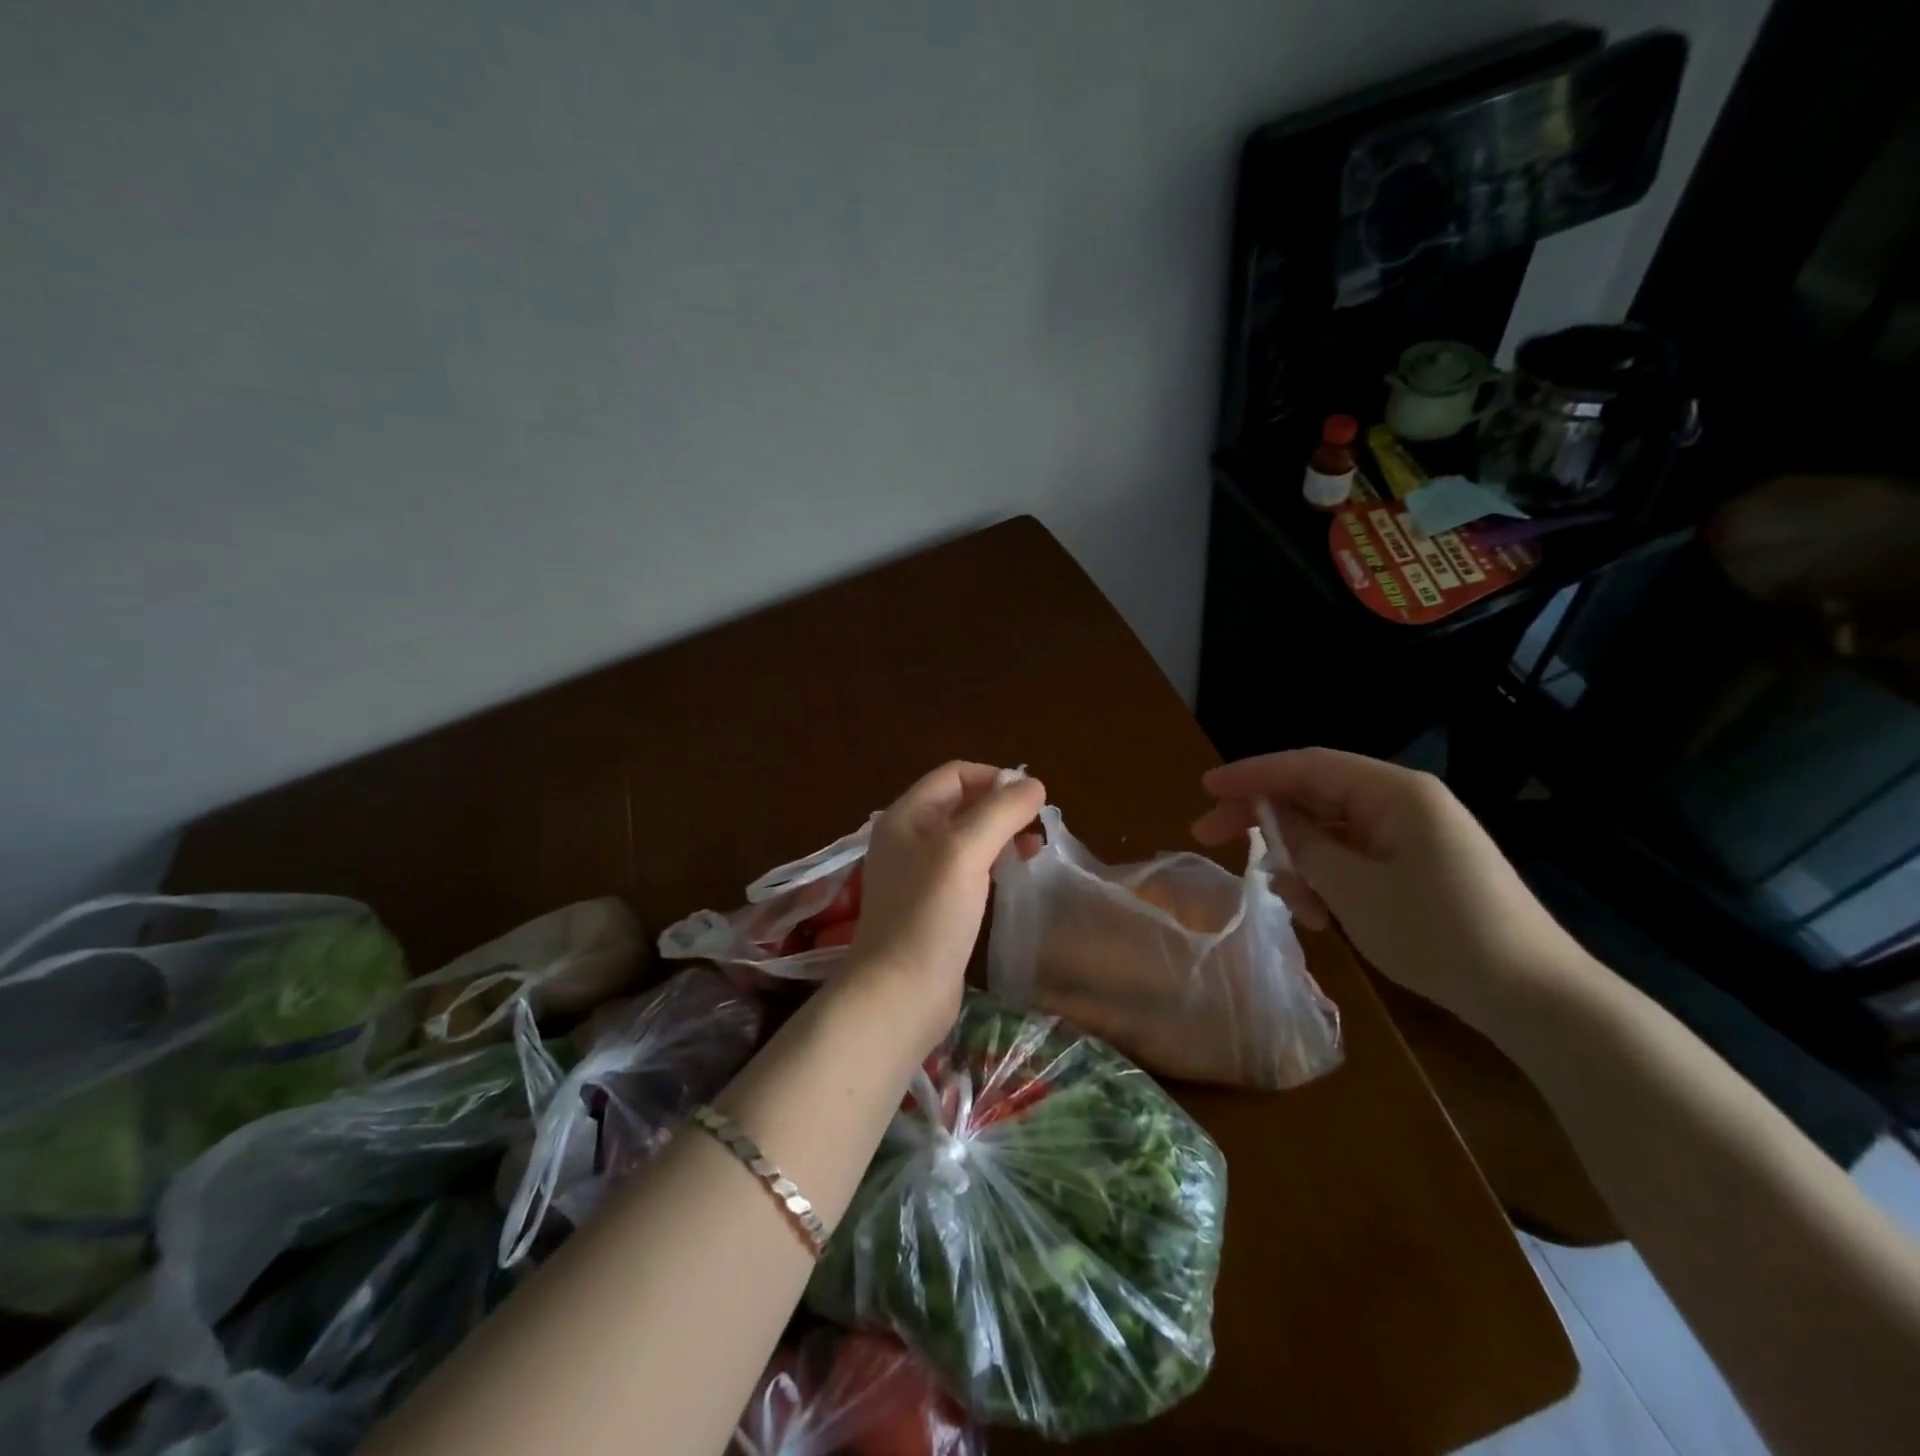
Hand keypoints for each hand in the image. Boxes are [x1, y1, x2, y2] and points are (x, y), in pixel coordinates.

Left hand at [843, 762, 1045, 1055]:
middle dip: (1001, 807)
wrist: (899, 995)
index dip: (994, 778)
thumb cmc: (929, 916)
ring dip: (1001, 835)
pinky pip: (967, 870)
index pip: (954, 775)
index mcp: (906, 817)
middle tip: (1038, 825)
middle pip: (961, 804)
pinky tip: (1016, 876)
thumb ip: (999, 812)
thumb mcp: (964, 853)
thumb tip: (1033, 784)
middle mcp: (908, 839)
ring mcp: (918, 875)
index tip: (1032, 801)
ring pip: (967, 838)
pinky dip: (993, 864)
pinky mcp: (933, 907)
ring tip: (1035, 848)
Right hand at [1193, 748, 1588, 1031]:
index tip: (1207, 788)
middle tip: (1210, 836)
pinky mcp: (1416, 866)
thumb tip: (1271, 816)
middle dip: (1263, 818)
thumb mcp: (1354, 888)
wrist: (1533, 997)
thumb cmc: (1439, 933)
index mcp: (1394, 793)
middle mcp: (1402, 803)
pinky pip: (1353, 858)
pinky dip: (1327, 879)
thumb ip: (1304, 843)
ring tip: (1290, 902)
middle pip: (1314, 795)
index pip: (1307, 766)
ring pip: (1330, 831)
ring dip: (1298, 860)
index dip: (1251, 774)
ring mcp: (1411, 835)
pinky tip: (1320, 916)